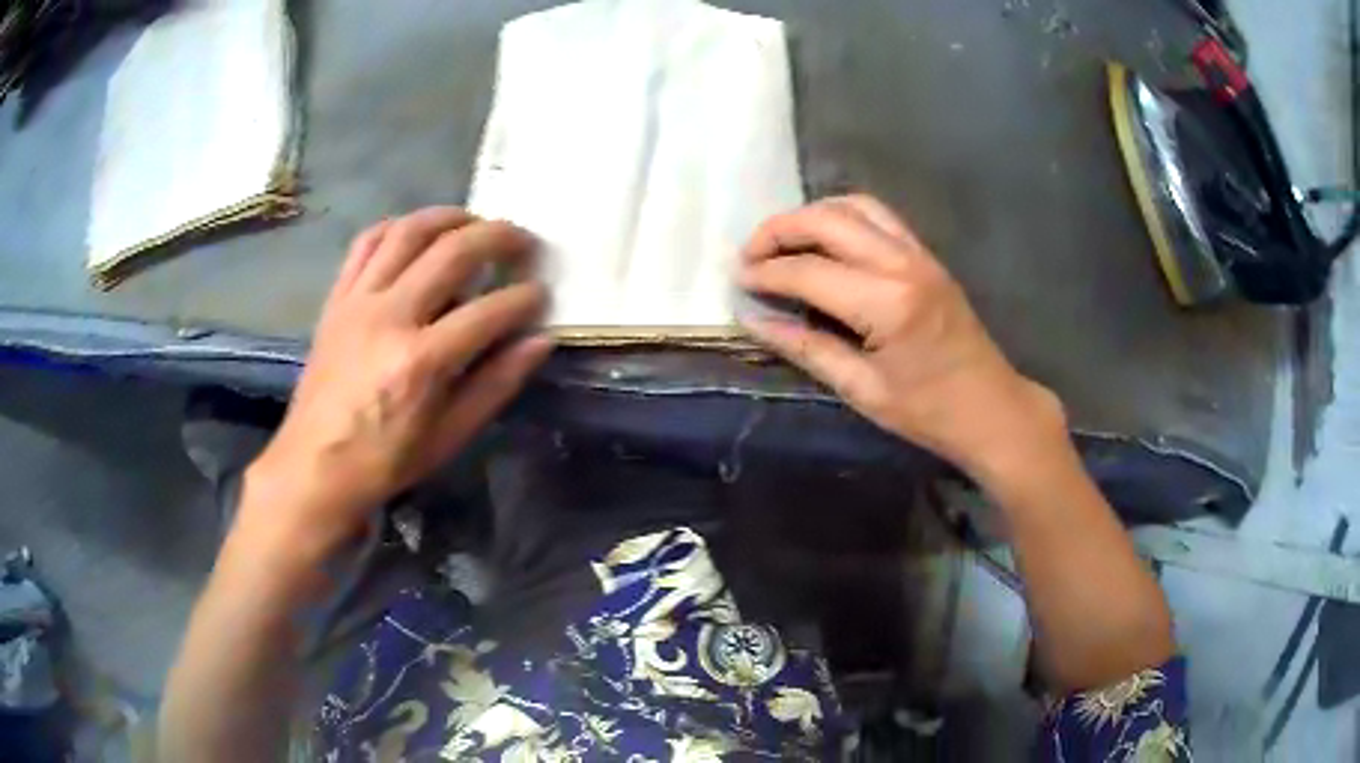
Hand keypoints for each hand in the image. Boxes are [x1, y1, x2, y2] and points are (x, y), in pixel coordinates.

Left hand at [243, 207, 551, 555]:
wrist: (315, 466)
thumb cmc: (386, 460)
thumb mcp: (450, 436)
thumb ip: (496, 384)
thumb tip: (540, 341)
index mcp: (421, 361)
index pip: (489, 311)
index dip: (525, 298)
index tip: (541, 295)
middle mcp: (390, 316)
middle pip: (453, 252)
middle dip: (499, 237)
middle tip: (523, 241)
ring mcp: (358, 301)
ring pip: (408, 232)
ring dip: (449, 217)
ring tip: (475, 222)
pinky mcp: (337, 299)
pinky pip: (366, 243)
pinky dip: (396, 227)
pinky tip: (416, 231)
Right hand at [739, 196, 1064, 482]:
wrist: (992, 408)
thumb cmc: (928, 412)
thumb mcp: (862, 389)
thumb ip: (806, 347)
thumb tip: (754, 319)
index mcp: (886, 304)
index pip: (809, 271)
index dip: (765, 272)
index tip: (737, 280)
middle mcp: (902, 264)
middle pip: (828, 221)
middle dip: (780, 229)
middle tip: (749, 253)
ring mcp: (919, 254)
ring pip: (854, 206)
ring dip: (812, 215)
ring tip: (783, 241)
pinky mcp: (927, 256)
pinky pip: (878, 217)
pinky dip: (843, 216)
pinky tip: (825, 240)